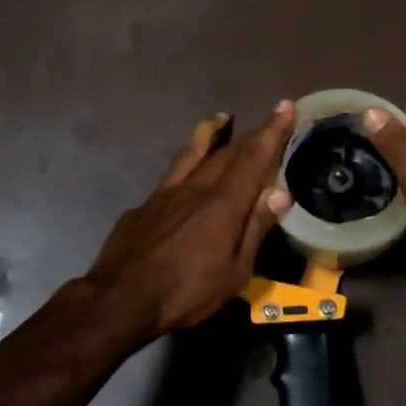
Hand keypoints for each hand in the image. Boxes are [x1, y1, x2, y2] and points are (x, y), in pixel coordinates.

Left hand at [82, 102, 296, 339]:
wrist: (120, 298)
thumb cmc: (186, 291)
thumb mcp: (234, 271)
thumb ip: (256, 228)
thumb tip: (280, 191)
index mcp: (224, 203)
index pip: (254, 158)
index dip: (272, 132)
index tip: (285, 107)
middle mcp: (196, 187)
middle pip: (228, 152)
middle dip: (252, 133)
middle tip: (268, 118)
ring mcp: (166, 193)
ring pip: (192, 152)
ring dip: (210, 133)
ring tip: (221, 118)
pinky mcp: (144, 205)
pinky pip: (171, 174)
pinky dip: (186, 162)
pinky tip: (185, 173)